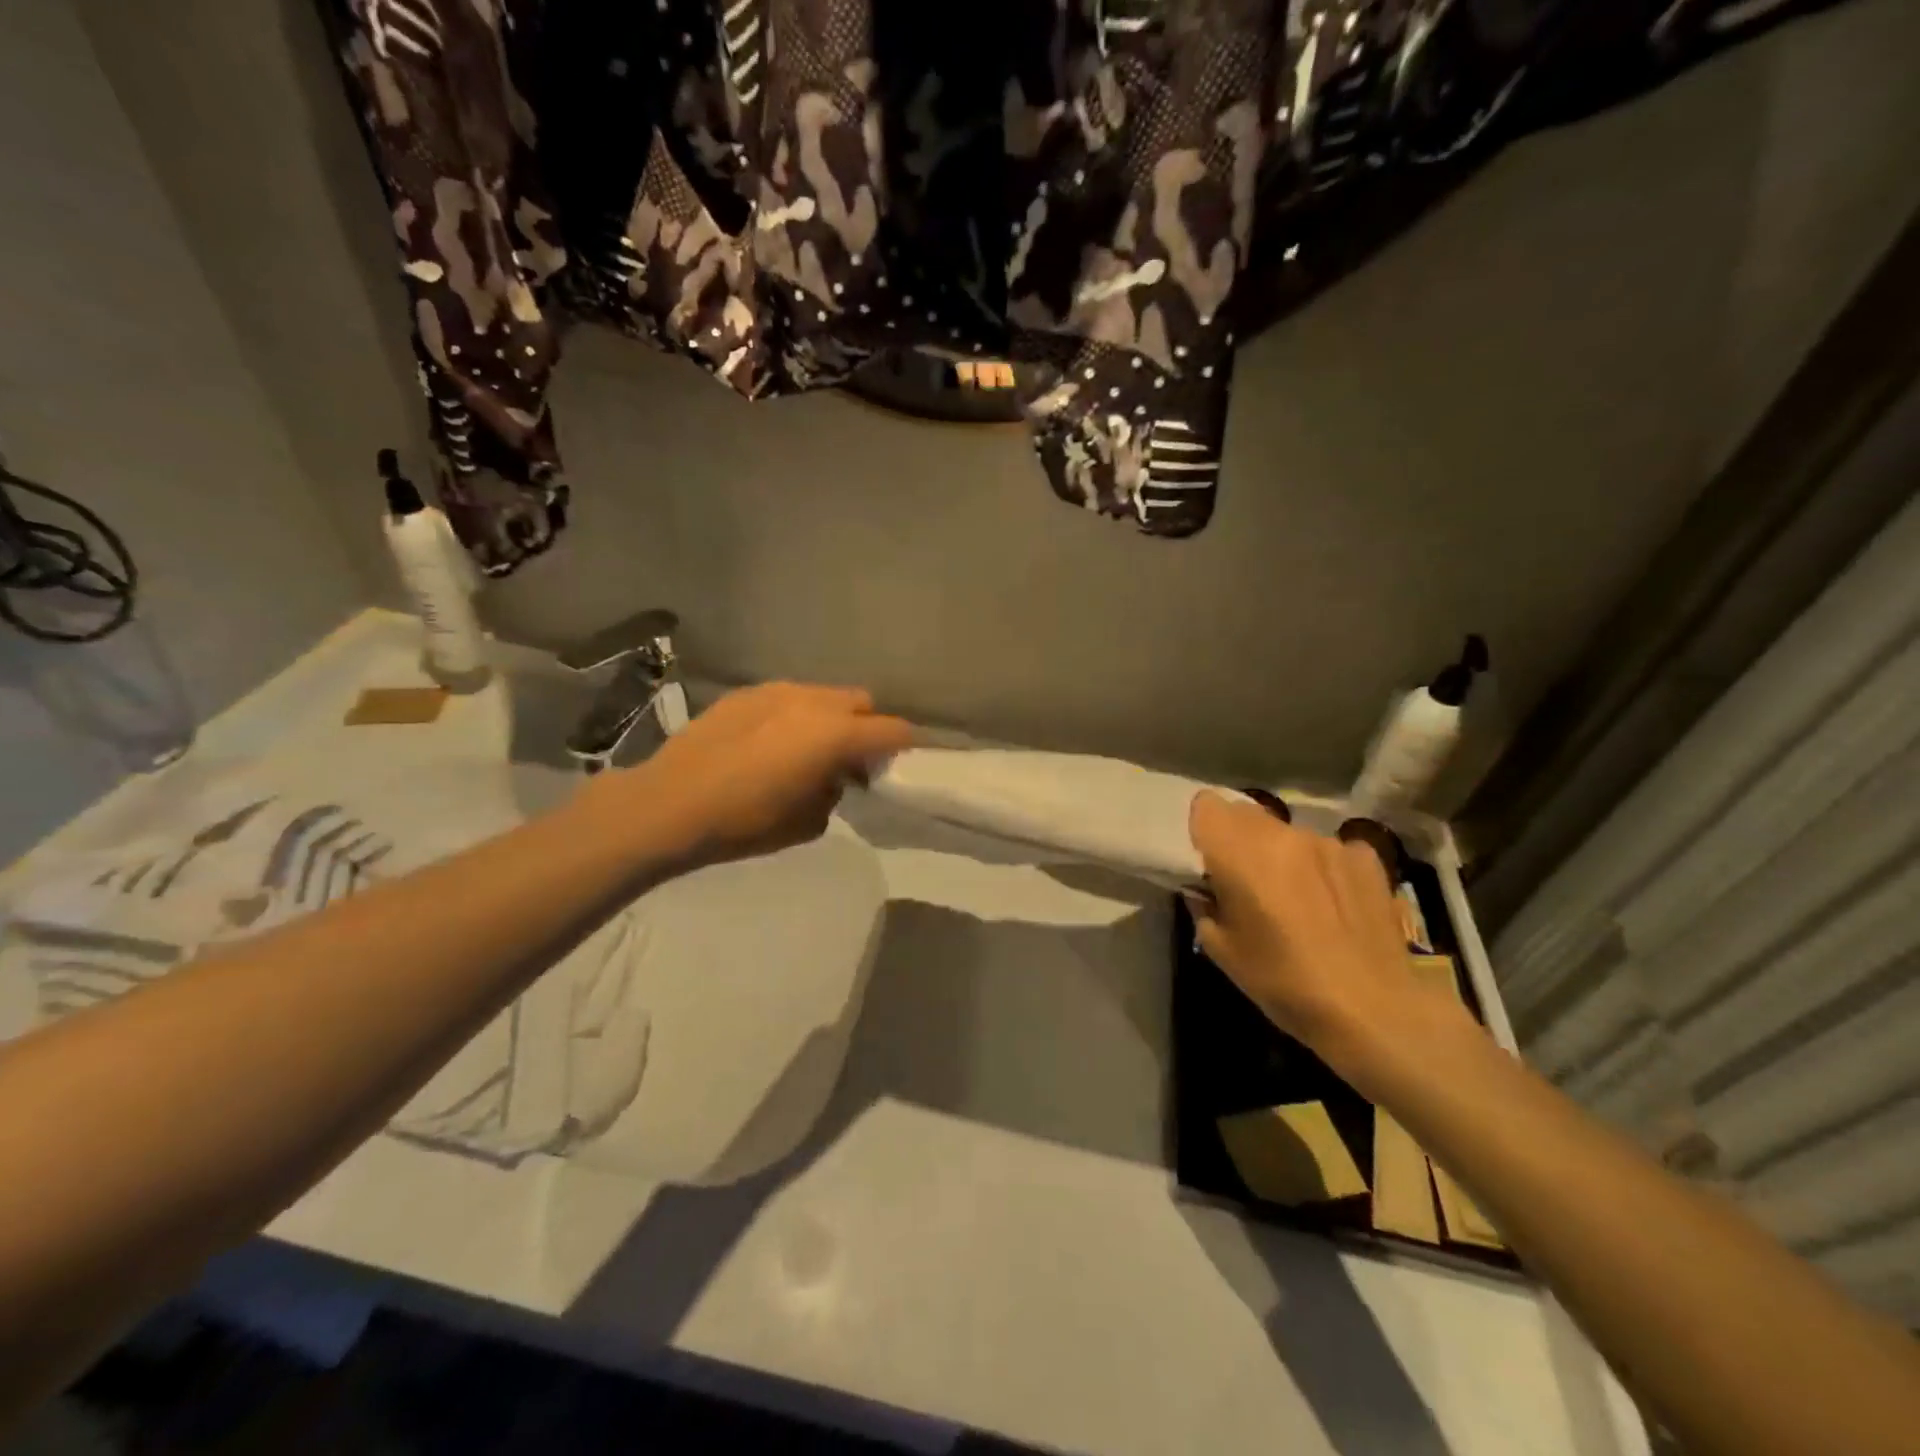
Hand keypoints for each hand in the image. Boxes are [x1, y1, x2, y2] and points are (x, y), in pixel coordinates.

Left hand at [619, 682, 912, 869]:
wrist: (669, 804)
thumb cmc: (745, 822)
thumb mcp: (807, 822)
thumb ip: (834, 792)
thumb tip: (832, 777)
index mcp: (835, 735)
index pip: (892, 730)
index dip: (904, 746)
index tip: (899, 763)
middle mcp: (812, 702)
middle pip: (861, 702)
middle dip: (865, 727)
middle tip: (850, 759)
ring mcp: (776, 692)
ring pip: (822, 696)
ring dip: (828, 719)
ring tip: (806, 749)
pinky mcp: (745, 693)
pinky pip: (787, 698)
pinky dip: (793, 716)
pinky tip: (767, 744)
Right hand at [1186, 792, 1468, 1068]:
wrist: (1372, 1009)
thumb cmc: (1281, 981)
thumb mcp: (1220, 949)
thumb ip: (1204, 905)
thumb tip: (1206, 889)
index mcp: (1239, 851)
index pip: (1206, 804)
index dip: (1202, 829)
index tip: (1207, 860)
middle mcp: (1283, 833)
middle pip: (1247, 814)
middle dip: (1239, 841)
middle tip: (1247, 883)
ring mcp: (1329, 841)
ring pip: (1289, 833)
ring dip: (1283, 856)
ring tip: (1296, 900)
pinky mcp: (1366, 857)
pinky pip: (1330, 850)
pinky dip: (1324, 869)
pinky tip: (1334, 905)